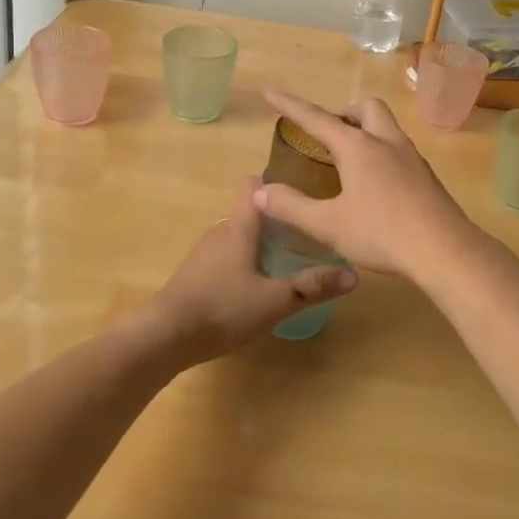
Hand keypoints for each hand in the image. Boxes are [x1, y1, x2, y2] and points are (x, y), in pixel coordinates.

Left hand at [145, 176, 355, 364]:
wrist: (164, 336)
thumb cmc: (223, 308)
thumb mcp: (276, 300)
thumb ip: (313, 286)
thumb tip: (354, 274)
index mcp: (240, 227)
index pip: (253, 184)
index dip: (275, 181)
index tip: (302, 189)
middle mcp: (220, 231)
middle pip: (250, 212)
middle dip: (277, 219)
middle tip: (307, 231)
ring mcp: (204, 254)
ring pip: (238, 237)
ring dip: (260, 243)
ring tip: (288, 258)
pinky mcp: (194, 275)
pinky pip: (225, 258)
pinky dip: (243, 263)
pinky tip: (257, 286)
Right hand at [255, 90, 481, 279]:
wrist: (445, 250)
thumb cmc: (381, 233)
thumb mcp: (328, 224)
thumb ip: (292, 207)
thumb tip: (260, 190)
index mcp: (358, 147)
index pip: (317, 118)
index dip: (291, 106)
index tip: (271, 93)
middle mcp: (386, 142)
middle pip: (366, 108)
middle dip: (344, 113)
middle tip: (328, 135)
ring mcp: (411, 158)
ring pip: (387, 127)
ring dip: (365, 131)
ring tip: (349, 160)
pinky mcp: (426, 177)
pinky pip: (399, 150)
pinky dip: (381, 153)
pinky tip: (376, 184)